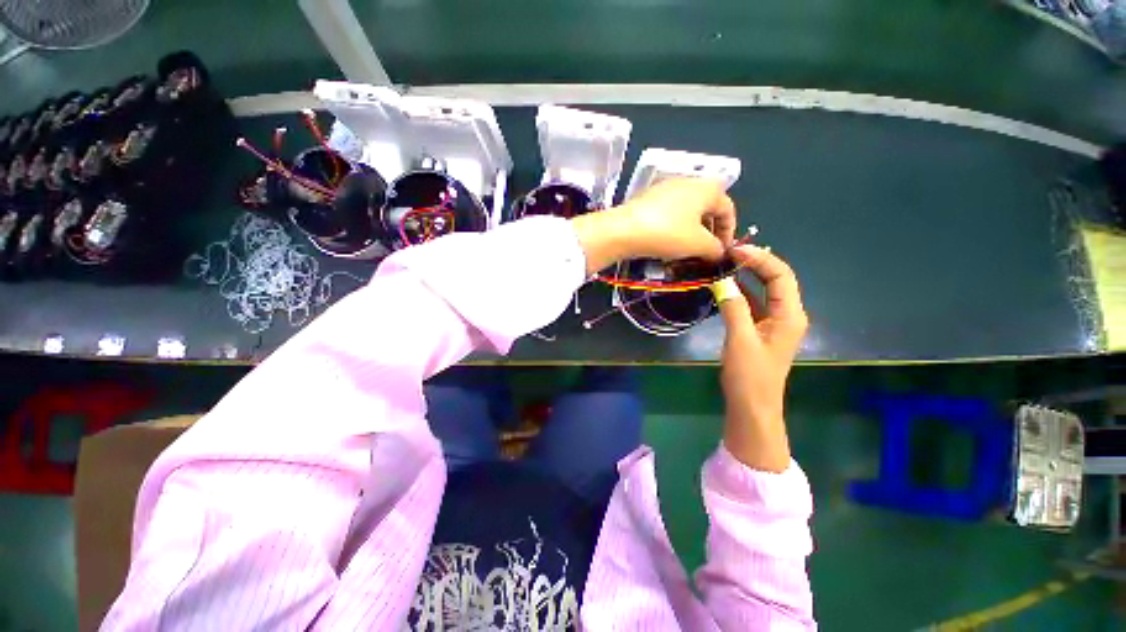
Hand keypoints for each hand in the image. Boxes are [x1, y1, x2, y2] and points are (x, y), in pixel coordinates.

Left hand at [618, 178, 736, 260]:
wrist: (624, 230)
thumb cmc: (668, 233)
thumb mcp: (698, 244)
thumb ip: (716, 248)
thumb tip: (719, 252)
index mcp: (707, 188)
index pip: (728, 209)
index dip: (730, 233)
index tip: (723, 252)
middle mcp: (688, 182)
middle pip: (708, 209)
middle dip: (710, 232)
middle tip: (707, 252)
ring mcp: (666, 189)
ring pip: (688, 212)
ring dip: (693, 231)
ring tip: (688, 250)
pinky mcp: (649, 199)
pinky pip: (671, 213)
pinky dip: (676, 228)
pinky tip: (668, 243)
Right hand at [717, 245, 808, 471]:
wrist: (752, 406)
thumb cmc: (750, 376)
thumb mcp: (740, 340)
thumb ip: (733, 308)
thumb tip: (721, 281)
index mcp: (790, 315)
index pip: (780, 276)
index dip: (759, 259)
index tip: (734, 250)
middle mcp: (787, 314)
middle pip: (775, 279)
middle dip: (754, 263)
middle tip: (728, 253)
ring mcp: (774, 322)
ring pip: (763, 290)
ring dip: (746, 276)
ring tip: (724, 263)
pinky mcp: (760, 329)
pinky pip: (752, 303)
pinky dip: (739, 292)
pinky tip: (723, 286)